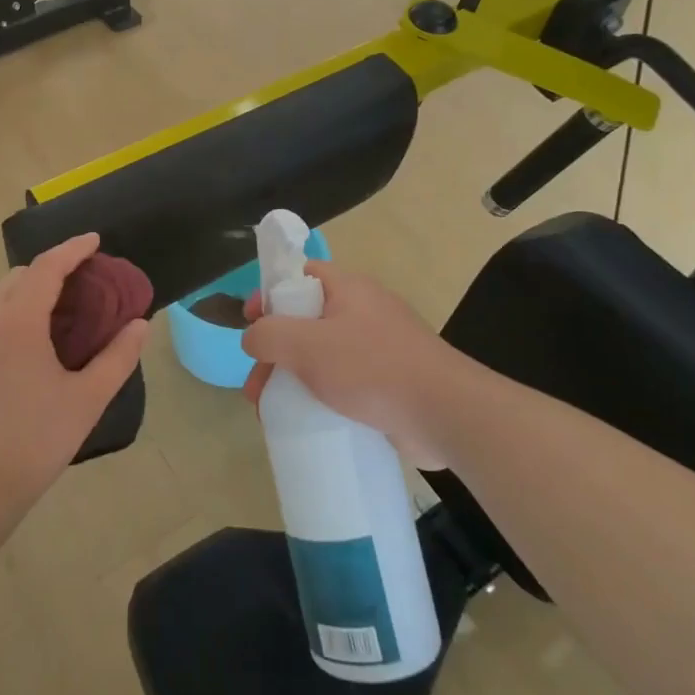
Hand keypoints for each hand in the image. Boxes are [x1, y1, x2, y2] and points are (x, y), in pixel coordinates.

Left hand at [0, 233, 149, 519]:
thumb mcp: (87, 400)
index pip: (47, 267)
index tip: (95, 240)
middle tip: (83, 283)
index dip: (73, 248)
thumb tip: (140, 325)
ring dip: (27, 292)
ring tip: (57, 314)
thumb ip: (117, 357)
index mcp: (17, 321)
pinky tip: (28, 347)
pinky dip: (9, 315)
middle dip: (51, 269)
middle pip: (18, 277)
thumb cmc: (34, 441)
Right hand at [240, 262, 471, 468]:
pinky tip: (306, 419)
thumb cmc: (371, 368)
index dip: (270, 293)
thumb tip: (252, 338)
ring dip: (292, 378)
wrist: (444, 413)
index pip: (300, 275)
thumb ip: (269, 335)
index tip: (249, 322)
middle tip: (255, 386)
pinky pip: (344, 381)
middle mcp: (363, 311)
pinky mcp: (389, 381)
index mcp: (347, 289)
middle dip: (274, 351)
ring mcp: (379, 347)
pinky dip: (320, 396)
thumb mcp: (307, 345)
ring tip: (271, 412)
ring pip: (322, 355)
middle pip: (305, 320)